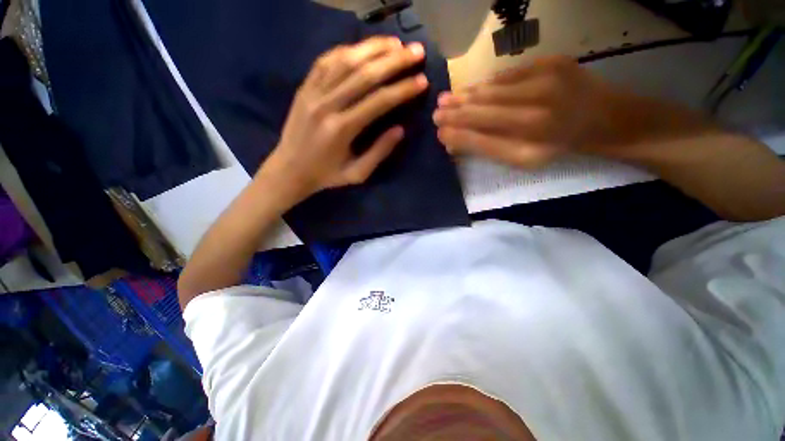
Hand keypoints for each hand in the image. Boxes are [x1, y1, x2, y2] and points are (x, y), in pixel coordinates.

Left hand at [259, 36, 428, 203]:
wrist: (289, 169)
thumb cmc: (327, 175)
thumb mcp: (357, 173)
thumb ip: (379, 152)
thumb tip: (401, 129)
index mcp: (342, 129)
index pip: (379, 101)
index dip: (403, 89)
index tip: (423, 80)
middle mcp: (327, 105)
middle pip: (365, 73)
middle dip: (395, 60)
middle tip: (416, 51)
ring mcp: (313, 92)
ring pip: (346, 60)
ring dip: (374, 48)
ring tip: (396, 43)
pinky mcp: (304, 87)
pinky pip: (326, 60)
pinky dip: (347, 50)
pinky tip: (364, 47)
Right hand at [433, 56, 611, 168]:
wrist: (604, 117)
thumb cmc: (560, 146)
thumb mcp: (524, 159)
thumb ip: (487, 148)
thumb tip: (454, 140)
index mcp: (531, 137)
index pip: (480, 135)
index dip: (457, 133)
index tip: (439, 132)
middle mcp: (537, 107)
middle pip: (482, 109)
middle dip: (455, 112)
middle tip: (436, 112)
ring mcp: (546, 79)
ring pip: (491, 89)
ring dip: (466, 95)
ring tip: (446, 99)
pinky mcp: (551, 61)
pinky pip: (507, 75)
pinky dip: (487, 84)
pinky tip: (472, 90)